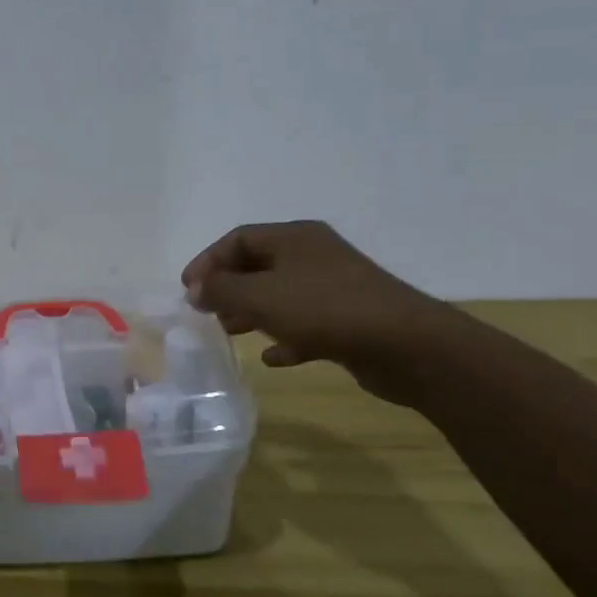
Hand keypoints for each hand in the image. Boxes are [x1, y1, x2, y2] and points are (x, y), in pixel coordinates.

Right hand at [181, 220, 462, 405]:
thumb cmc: (324, 309)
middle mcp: (314, 255)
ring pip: (280, 294)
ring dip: (251, 311)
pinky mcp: (349, 320)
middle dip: (228, 287)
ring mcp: (334, 287)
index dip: (208, 261)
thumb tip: (197, 288)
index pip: (238, 238)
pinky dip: (284, 337)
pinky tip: (271, 358)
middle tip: (205, 311)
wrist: (408, 346)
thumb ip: (221, 289)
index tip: (188, 290)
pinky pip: (305, 324)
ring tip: (229, 331)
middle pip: (258, 265)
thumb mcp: (260, 295)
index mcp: (294, 238)